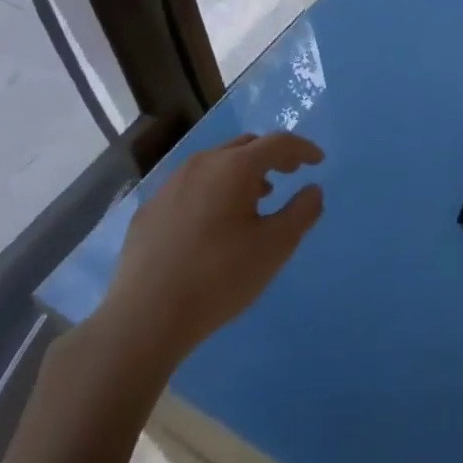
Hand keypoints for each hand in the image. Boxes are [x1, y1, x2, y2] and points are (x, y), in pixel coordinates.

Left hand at [90, 132, 323, 380]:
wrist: (143, 319)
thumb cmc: (219, 278)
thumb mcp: (275, 247)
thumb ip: (302, 212)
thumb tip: (313, 190)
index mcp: (234, 167)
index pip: (278, 143)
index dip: (303, 149)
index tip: (318, 161)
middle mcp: (201, 164)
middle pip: (245, 146)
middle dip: (270, 156)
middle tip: (288, 174)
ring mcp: (170, 186)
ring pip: (215, 164)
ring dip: (241, 174)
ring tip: (255, 200)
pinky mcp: (149, 210)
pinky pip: (191, 187)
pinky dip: (212, 191)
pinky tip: (213, 224)